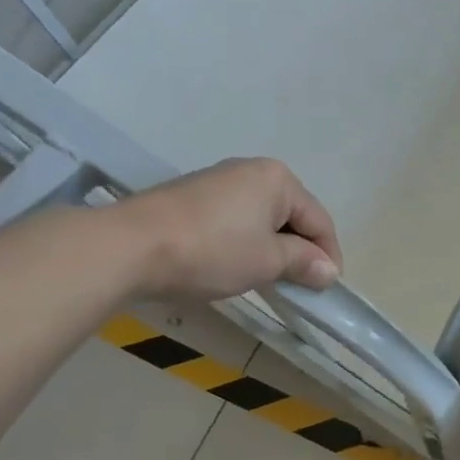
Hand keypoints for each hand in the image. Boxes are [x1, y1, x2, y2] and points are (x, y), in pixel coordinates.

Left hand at [114, 158, 342, 303]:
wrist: (129, 247)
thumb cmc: (212, 251)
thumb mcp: (268, 261)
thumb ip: (304, 262)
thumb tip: (329, 271)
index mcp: (278, 179)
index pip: (319, 220)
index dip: (328, 256)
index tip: (328, 289)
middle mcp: (252, 171)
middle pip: (293, 215)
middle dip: (301, 250)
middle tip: (301, 285)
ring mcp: (219, 181)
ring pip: (263, 218)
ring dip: (274, 248)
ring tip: (270, 279)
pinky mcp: (193, 196)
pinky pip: (237, 219)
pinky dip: (246, 242)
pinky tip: (236, 264)